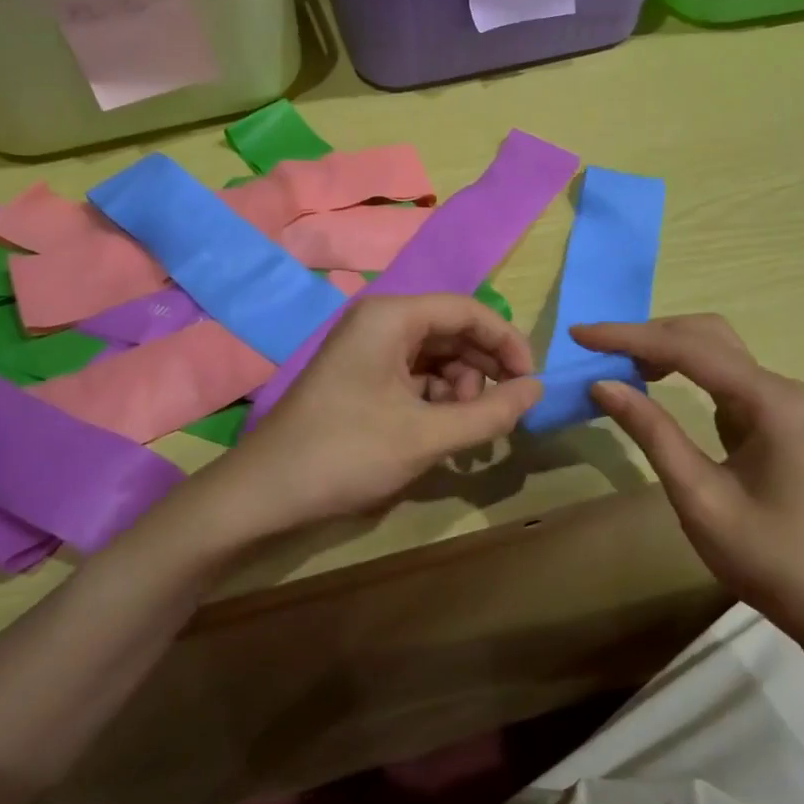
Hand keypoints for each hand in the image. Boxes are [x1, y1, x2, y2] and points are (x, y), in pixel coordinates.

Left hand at [227, 295, 542, 533]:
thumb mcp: (427, 436)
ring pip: (435, 356)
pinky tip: (441, 434)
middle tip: (502, 413)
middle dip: (482, 370)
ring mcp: (367, 350)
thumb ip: (490, 412)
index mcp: (392, 317)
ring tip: (465, 432)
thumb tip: (538, 390)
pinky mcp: (361, 377)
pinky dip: (436, 401)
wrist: (265, 492)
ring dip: (460, 390)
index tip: (531, 383)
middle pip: (452, 331)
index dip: (508, 343)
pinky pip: (414, 376)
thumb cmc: (347, 453)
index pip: (469, 311)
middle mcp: (380, 322)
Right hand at [572, 315, 803, 641]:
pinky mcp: (769, 413)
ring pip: (713, 348)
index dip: (631, 338)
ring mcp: (778, 398)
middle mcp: (779, 386)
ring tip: (614, 360)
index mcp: (771, 401)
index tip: (581, 334)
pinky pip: (719, 373)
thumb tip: (601, 384)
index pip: (690, 350)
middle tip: (594, 347)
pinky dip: (679, 366)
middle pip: (706, 335)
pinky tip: (649, 377)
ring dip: (663, 346)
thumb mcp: (697, 496)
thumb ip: (652, 433)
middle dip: (647, 335)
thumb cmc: (763, 555)